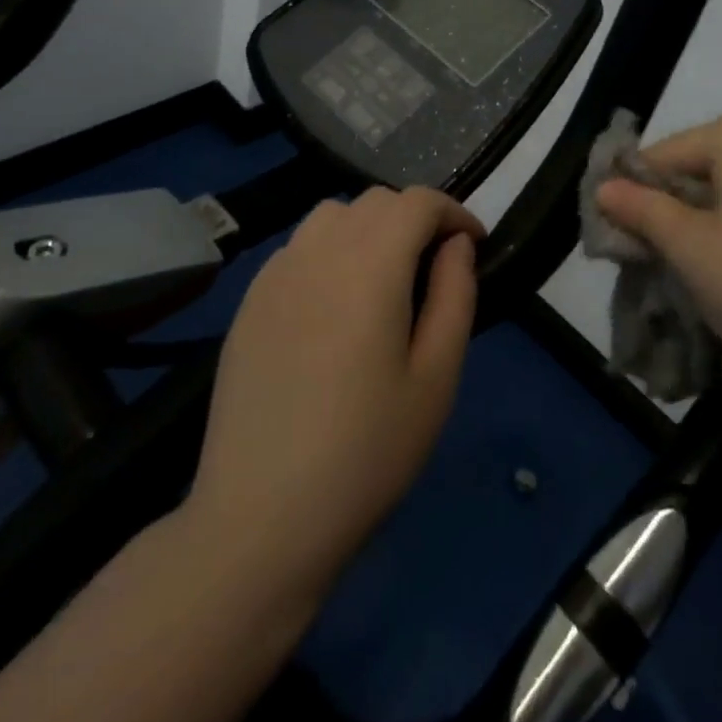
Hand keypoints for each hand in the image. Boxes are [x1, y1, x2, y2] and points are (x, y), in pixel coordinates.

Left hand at [186, 186, 481, 591]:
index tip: (473, 246)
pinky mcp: (248, 303)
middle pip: (375, 201)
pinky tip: (334, 303)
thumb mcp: (436, 377)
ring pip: (332, 215)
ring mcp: (275, 275)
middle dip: (415, 217)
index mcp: (370, 265)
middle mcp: (319, 253)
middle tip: (435, 266)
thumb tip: (456, 244)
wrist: (260, 520)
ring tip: (385, 277)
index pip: (418, 203)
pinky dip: (329, 250)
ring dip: (369, 227)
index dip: (454, 213)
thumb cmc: (366, 452)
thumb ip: (454, 295)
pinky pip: (298, 248)